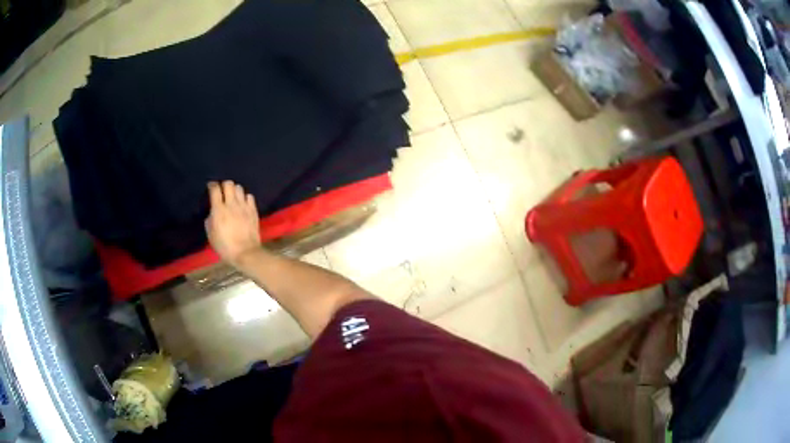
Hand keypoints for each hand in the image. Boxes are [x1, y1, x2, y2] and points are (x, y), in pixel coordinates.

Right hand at [205, 180, 260, 267]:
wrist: (245, 253)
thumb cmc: (225, 247)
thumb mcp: (211, 235)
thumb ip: (210, 220)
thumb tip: (212, 213)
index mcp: (219, 210)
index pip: (215, 189)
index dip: (212, 185)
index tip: (211, 187)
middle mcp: (231, 204)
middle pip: (229, 184)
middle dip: (224, 185)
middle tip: (222, 192)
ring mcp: (244, 206)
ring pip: (239, 188)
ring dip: (235, 190)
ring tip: (233, 197)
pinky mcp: (253, 210)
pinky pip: (249, 196)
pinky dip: (245, 197)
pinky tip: (243, 203)